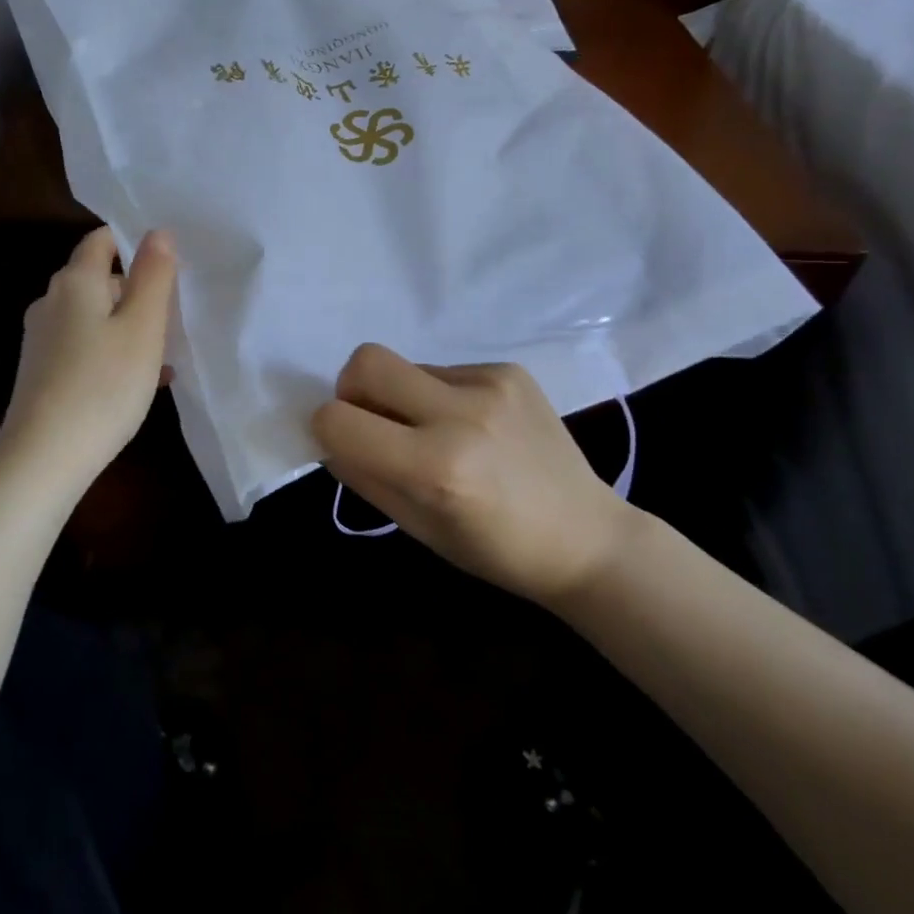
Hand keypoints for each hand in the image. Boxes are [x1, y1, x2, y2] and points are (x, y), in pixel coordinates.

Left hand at [0, 226, 176, 490]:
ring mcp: (42, 338)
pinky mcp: (42, 370)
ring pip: (95, 316)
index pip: (103, 239)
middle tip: (175, 315)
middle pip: (100, 279)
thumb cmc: (104, 384)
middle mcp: (51, 302)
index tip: (169, 263)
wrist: (44, 457)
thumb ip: (153, 276)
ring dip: (129, 326)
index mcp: (75, 282)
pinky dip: (112, 352)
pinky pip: (85, 346)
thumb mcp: (143, 327)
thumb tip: (158, 233)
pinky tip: (140, 382)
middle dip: (138, 291)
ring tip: (165, 354)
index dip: (136, 242)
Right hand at [311, 344, 643, 608]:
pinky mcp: (510, 371)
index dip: (327, 429)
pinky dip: (441, 395)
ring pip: (406, 365)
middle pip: (365, 361)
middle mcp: (461, 415)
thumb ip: (364, 476)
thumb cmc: (496, 551)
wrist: (586, 538)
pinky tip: (474, 427)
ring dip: (403, 396)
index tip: (345, 444)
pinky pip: (445, 370)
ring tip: (437, 431)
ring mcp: (490, 386)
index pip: (338, 419)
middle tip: (374, 421)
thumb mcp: (417, 528)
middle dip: (352, 389)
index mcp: (434, 468)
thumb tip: (330, 437)